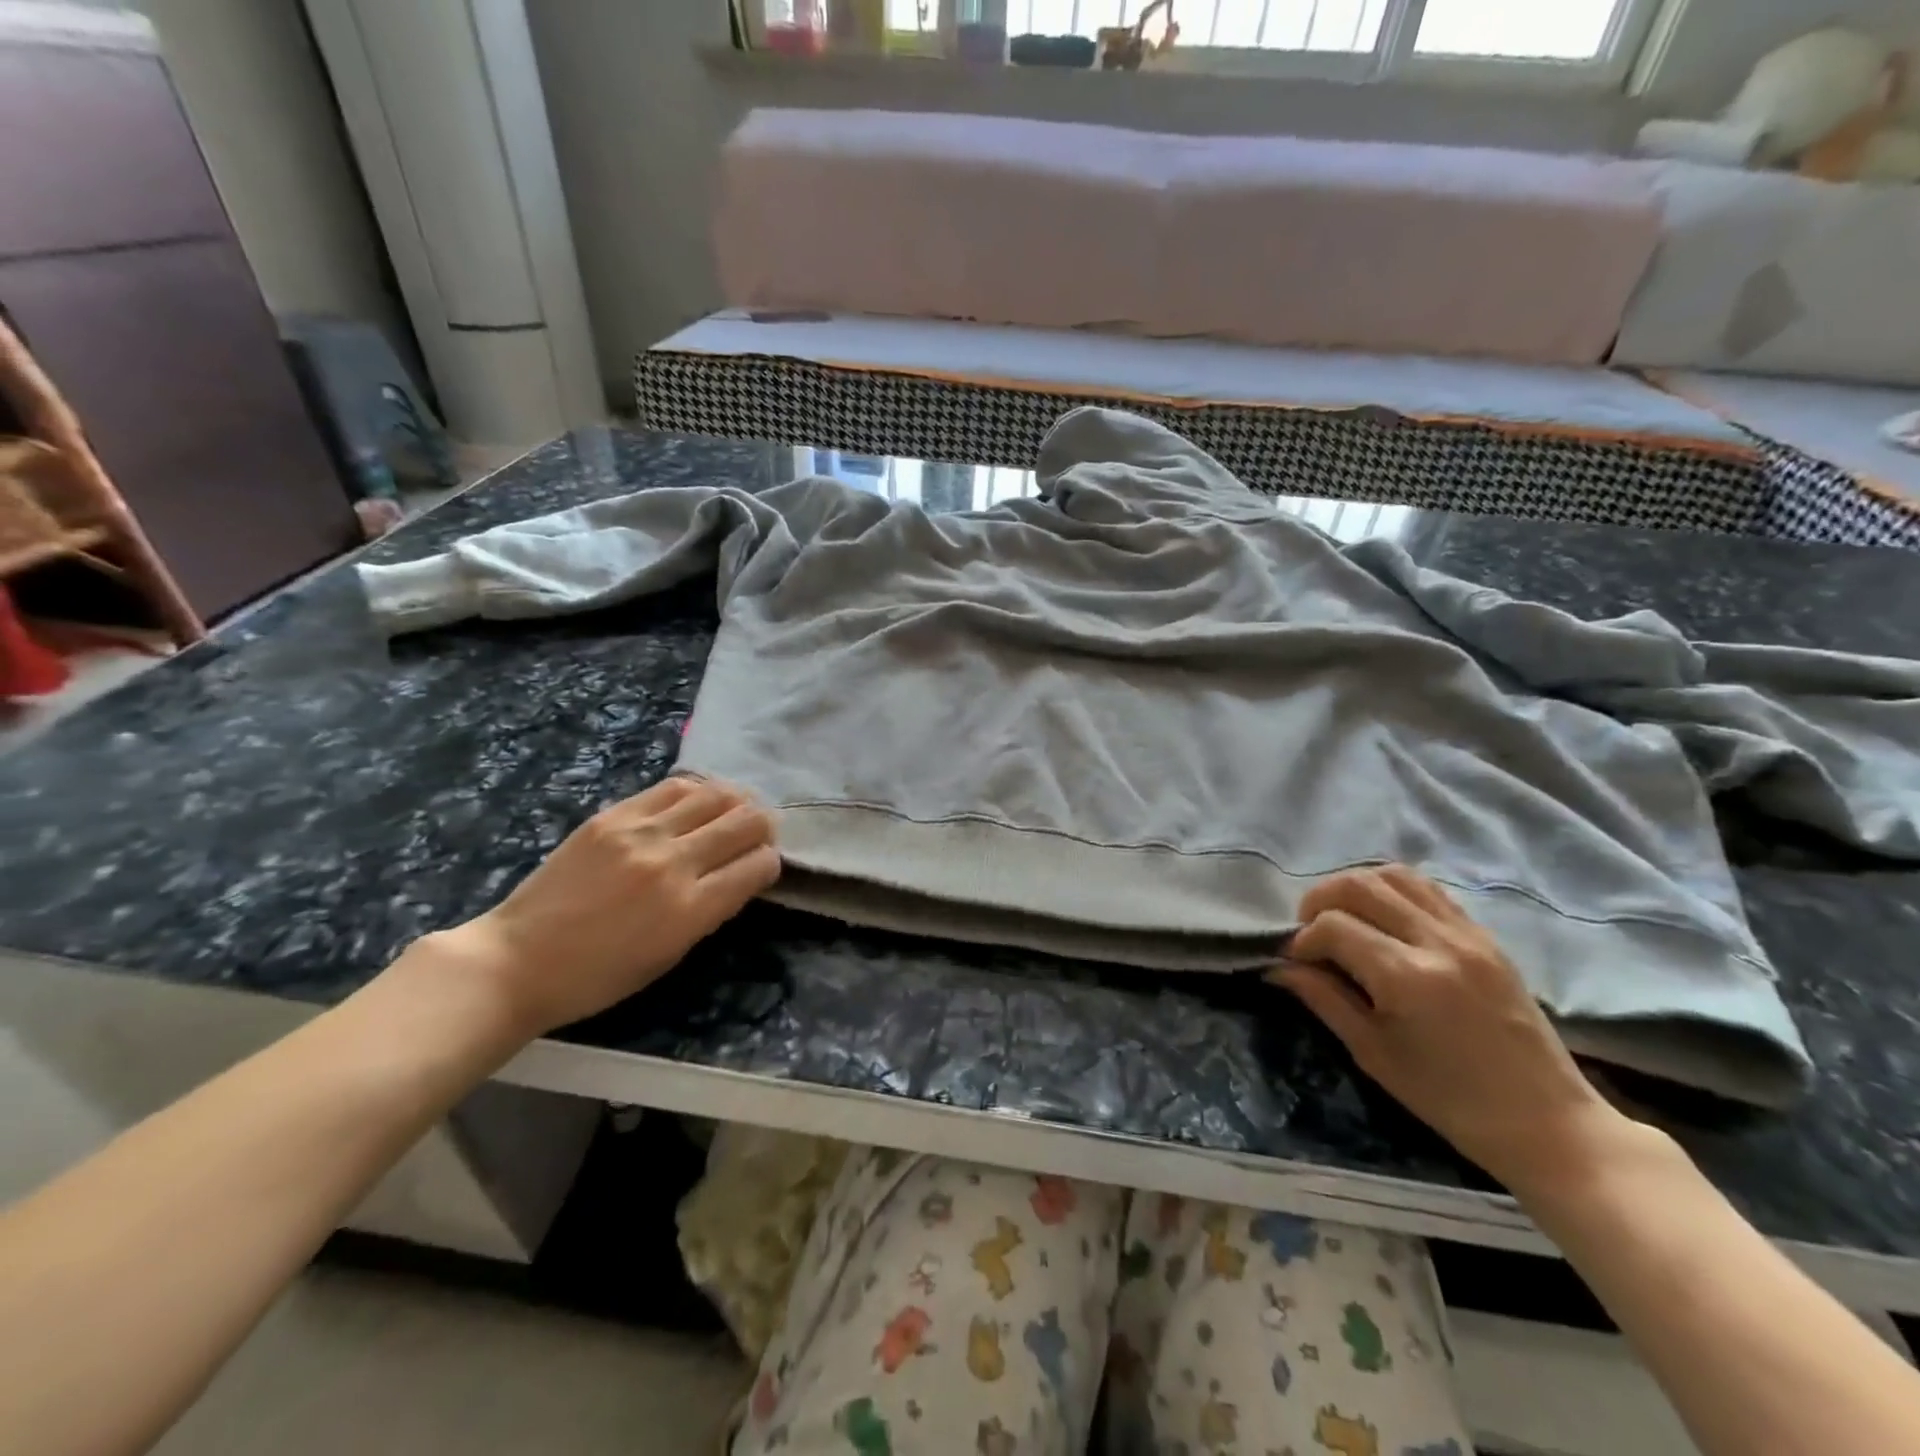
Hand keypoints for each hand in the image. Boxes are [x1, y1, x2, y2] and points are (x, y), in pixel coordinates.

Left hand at [431, 777, 779, 1038]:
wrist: (517, 960)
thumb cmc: (598, 976)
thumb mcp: (670, 955)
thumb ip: (710, 909)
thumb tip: (739, 873)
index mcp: (689, 910)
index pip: (759, 865)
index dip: (771, 863)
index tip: (761, 868)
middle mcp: (672, 863)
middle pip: (746, 821)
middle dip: (764, 826)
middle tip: (758, 834)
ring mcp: (641, 833)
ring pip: (716, 794)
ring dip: (736, 802)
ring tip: (732, 812)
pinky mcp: (613, 815)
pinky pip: (674, 787)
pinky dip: (698, 792)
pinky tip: (697, 803)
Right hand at [1273, 864, 1629, 1191]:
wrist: (1547, 1122)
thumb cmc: (1450, 1099)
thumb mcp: (1373, 1053)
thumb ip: (1324, 999)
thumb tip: (1279, 967)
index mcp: (1407, 978)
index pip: (1333, 926)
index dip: (1303, 940)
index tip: (1296, 963)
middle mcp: (1438, 942)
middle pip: (1359, 884)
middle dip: (1320, 901)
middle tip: (1312, 932)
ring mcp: (1467, 934)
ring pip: (1394, 875)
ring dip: (1355, 887)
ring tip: (1344, 918)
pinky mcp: (1486, 936)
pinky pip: (1428, 890)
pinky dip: (1393, 891)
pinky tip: (1382, 920)